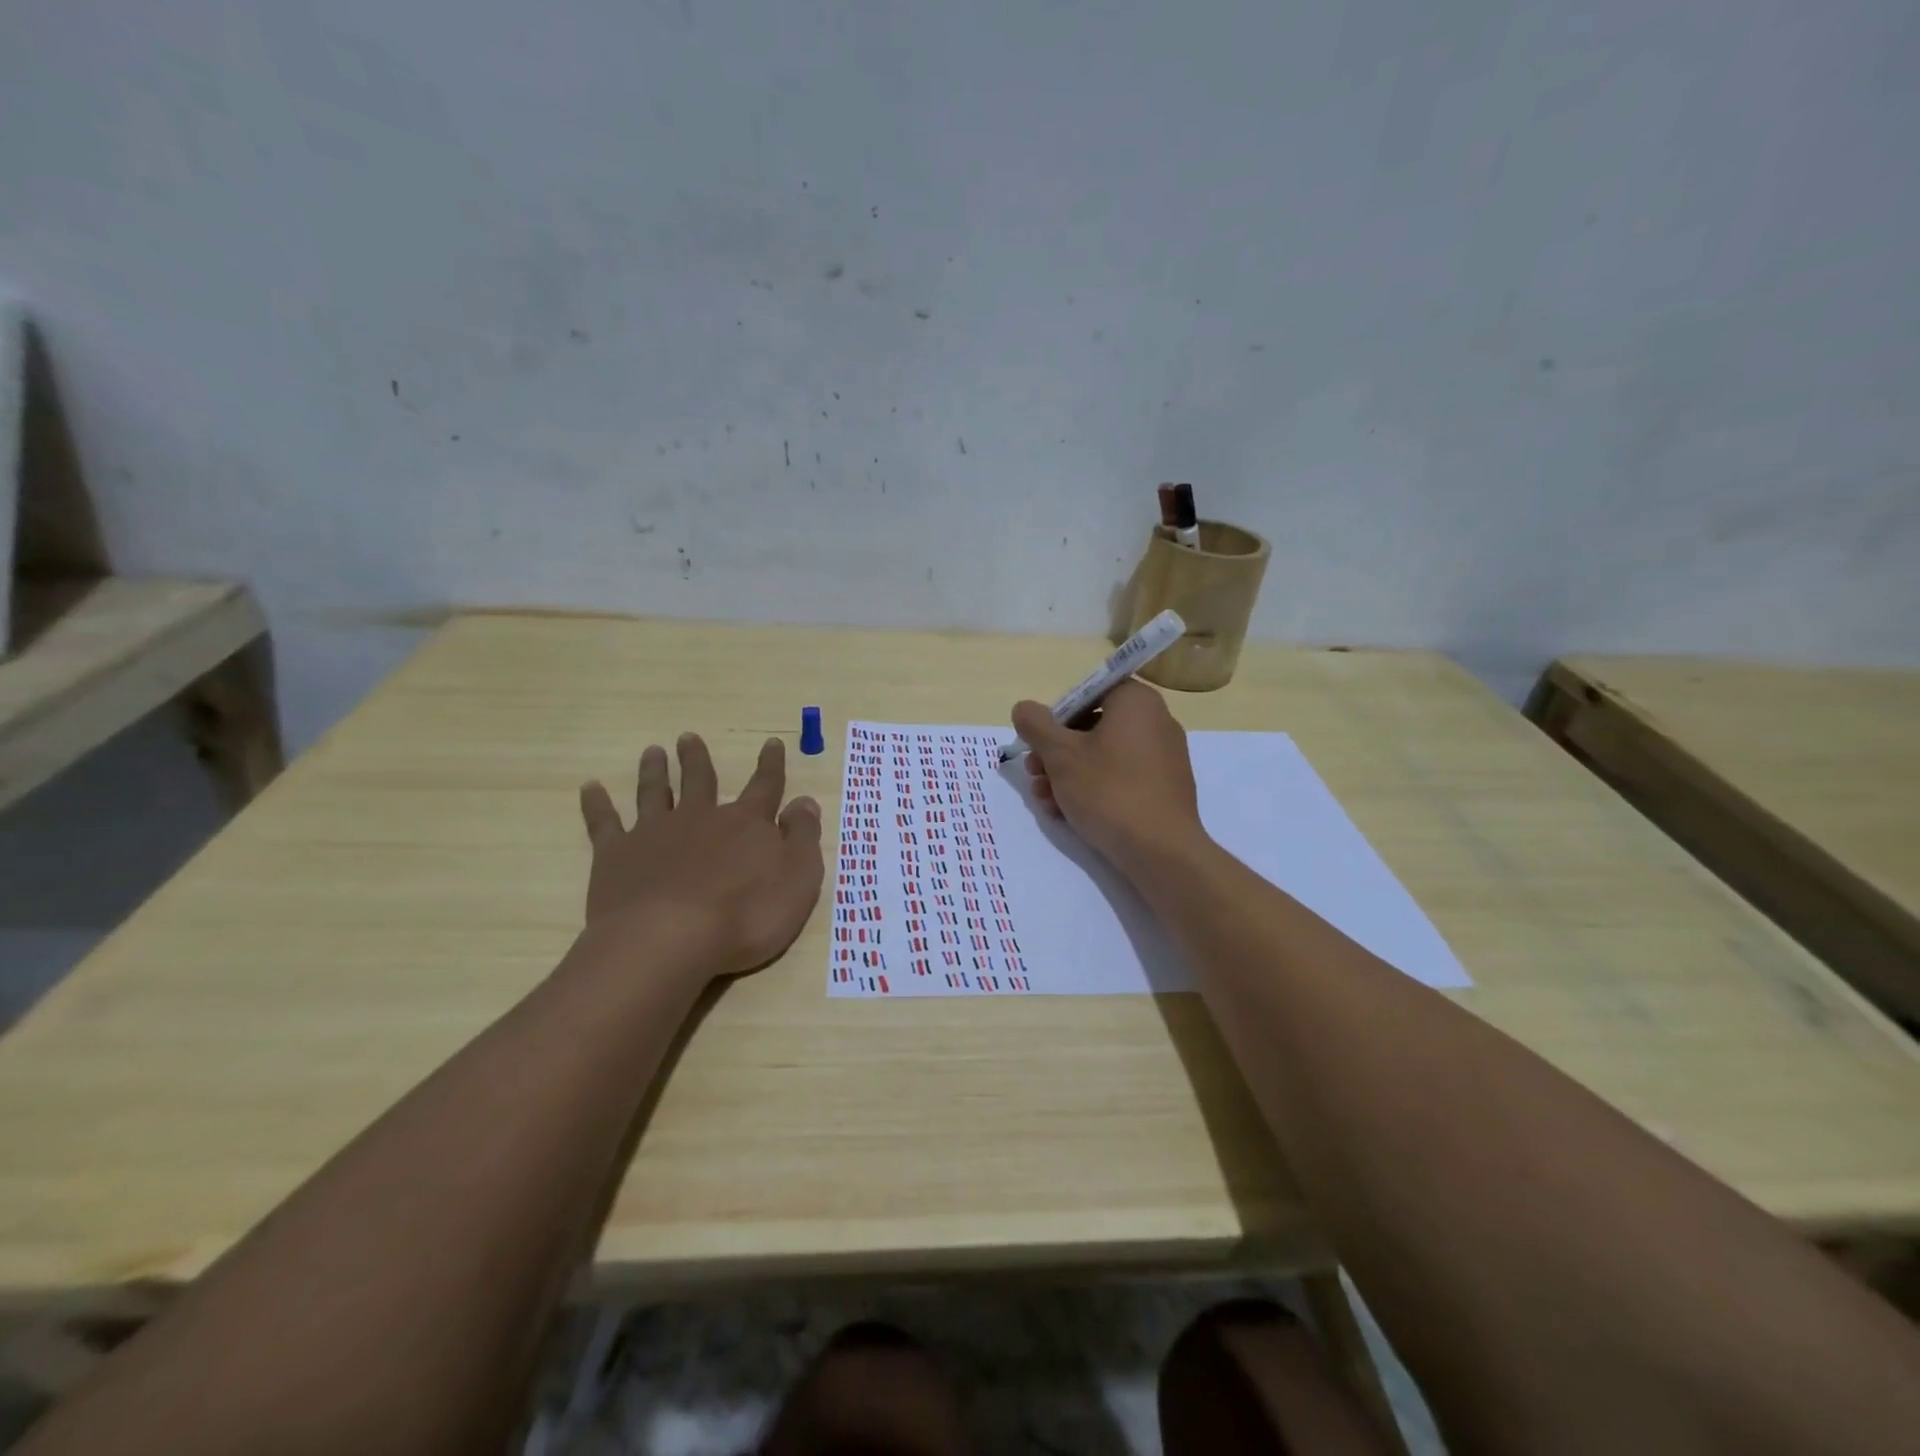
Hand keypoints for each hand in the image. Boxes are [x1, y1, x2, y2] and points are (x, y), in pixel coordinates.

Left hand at [578, 734, 824, 980]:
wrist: (669, 940)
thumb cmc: (745, 915)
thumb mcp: (798, 878)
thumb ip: (802, 837)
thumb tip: (805, 802)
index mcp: (746, 824)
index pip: (765, 787)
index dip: (770, 765)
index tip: (771, 742)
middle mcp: (700, 818)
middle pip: (700, 781)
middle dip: (697, 760)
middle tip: (688, 737)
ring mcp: (655, 834)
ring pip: (655, 793)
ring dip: (654, 771)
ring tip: (652, 752)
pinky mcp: (616, 856)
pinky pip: (604, 823)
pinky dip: (597, 804)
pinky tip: (590, 788)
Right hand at [1010, 680, 1205, 871]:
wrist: (1161, 851)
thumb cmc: (1108, 791)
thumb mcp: (1060, 755)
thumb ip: (1035, 725)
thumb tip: (1024, 709)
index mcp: (1136, 701)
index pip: (1087, 693)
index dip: (1056, 716)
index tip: (1038, 743)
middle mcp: (1156, 721)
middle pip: (1092, 726)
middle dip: (1056, 752)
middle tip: (1034, 774)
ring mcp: (1164, 756)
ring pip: (1103, 756)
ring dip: (1067, 775)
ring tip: (1045, 801)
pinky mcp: (1164, 788)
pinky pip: (1121, 777)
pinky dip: (1093, 789)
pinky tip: (1067, 814)